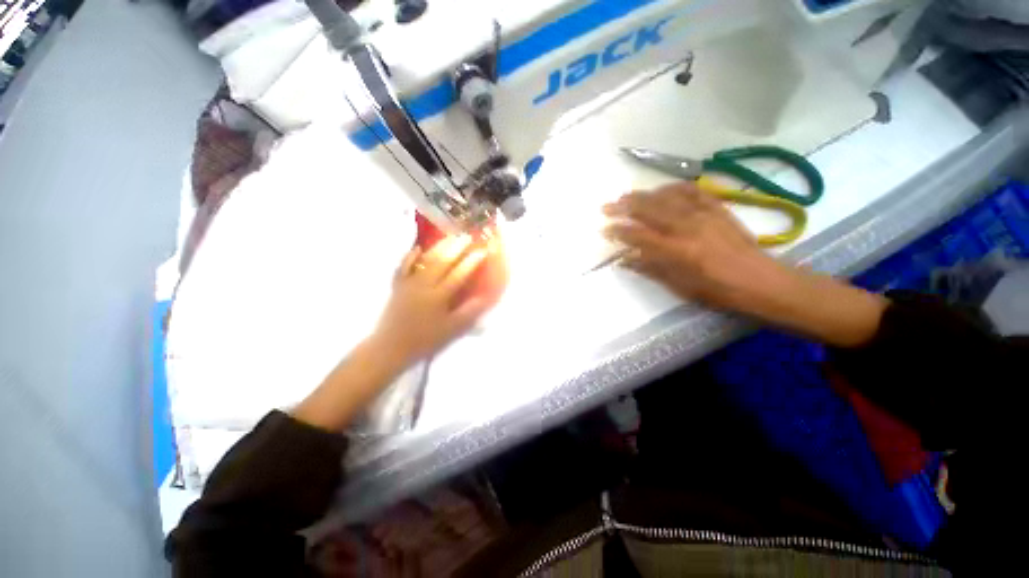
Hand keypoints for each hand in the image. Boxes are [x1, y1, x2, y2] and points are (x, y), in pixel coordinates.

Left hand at [373, 234, 506, 365]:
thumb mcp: (451, 330)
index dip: (471, 262)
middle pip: (442, 262)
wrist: (390, 348)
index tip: (482, 250)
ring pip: (425, 261)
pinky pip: (403, 267)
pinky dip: (410, 256)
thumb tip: (484, 297)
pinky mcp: (398, 286)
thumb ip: (468, 312)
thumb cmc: (424, 340)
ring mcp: (408, 283)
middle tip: (467, 236)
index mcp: (438, 296)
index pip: (458, 275)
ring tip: (449, 236)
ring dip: (438, 247)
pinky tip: (417, 248)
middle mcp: (423, 285)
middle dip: (456, 248)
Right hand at [603, 183, 788, 311]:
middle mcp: (687, 227)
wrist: (760, 280)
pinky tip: (661, 189)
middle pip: (649, 210)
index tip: (604, 229)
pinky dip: (672, 188)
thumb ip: (650, 269)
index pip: (639, 235)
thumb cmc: (716, 290)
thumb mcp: (679, 286)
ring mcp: (703, 214)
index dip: (618, 231)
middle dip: (623, 207)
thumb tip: (624, 259)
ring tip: (626, 195)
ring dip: (643, 195)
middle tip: (606, 207)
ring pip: (666, 198)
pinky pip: (691, 191)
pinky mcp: (717, 207)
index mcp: (677, 251)